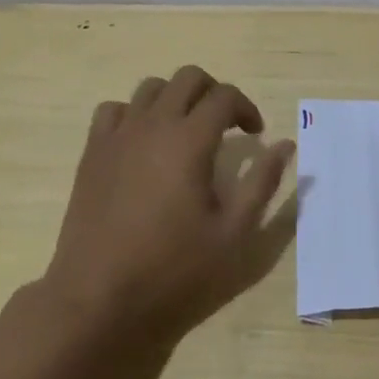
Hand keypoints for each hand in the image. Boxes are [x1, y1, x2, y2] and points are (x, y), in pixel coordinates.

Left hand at [43, 66, 294, 342]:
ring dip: (176, 99)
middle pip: (188, 78)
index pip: (225, 96)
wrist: (97, 300)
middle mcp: (153, 125)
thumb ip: (262, 183)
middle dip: (214, 93)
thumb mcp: (233, 234)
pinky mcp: (92, 153)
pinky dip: (135, 114)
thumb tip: (285, 145)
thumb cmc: (173, 271)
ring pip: (150, 88)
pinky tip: (143, 143)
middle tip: (225, 126)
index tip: (256, 136)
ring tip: (186, 132)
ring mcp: (118, 136)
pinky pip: (114, 110)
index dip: (247, 108)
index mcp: (190, 140)